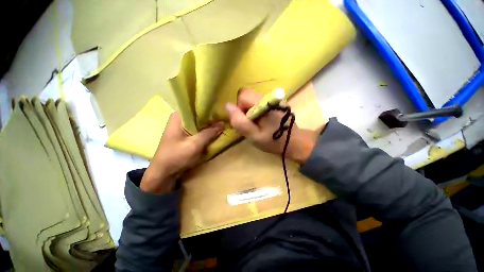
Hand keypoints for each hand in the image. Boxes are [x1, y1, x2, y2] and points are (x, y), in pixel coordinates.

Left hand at [140, 112, 222, 192]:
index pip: (196, 106)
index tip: (222, 110)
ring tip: (223, 123)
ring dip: (209, 125)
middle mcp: (180, 119)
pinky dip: (206, 131)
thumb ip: (209, 133)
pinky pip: (198, 130)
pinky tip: (215, 131)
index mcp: (179, 117)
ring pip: (199, 123)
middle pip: (199, 115)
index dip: (210, 108)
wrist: (163, 173)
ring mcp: (183, 127)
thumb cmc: (176, 157)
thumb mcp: (194, 145)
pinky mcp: (185, 135)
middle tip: (225, 118)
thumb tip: (223, 124)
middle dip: (211, 117)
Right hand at [225, 89, 318, 163]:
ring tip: (257, 124)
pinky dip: (256, 111)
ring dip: (250, 111)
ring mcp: (273, 99)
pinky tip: (263, 121)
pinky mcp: (275, 103)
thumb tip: (228, 106)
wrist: (293, 142)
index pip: (243, 95)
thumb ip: (240, 122)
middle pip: (247, 96)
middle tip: (250, 123)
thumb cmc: (273, 141)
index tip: (246, 121)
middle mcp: (269, 97)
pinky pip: (258, 103)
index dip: (240, 108)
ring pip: (252, 100)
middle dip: (244, 109)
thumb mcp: (253, 135)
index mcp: (263, 103)